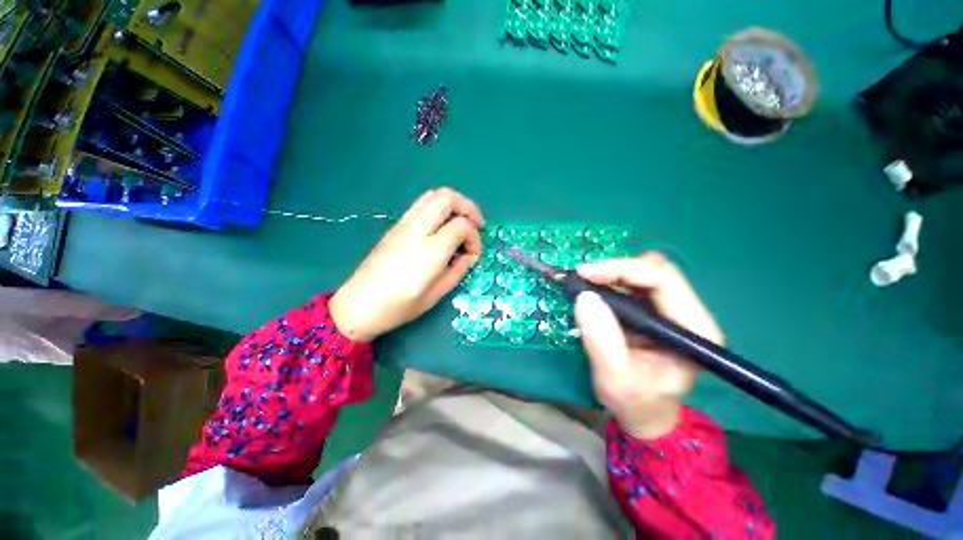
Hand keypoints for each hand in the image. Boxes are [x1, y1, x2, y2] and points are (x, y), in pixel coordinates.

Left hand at [329, 188, 484, 341]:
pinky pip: (421, 205)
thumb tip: (469, 255)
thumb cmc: (400, 306)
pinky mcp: (396, 226)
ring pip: (433, 195)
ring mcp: (403, 225)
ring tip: (460, 223)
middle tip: (476, 225)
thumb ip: (458, 270)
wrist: (359, 305)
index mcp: (430, 250)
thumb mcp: (437, 293)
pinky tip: (441, 228)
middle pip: (447, 197)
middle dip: (468, 207)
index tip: (473, 255)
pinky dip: (438, 208)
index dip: (475, 238)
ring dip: (453, 204)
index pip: (462, 226)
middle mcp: (417, 229)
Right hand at [573, 253, 723, 439]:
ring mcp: (673, 310)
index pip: (664, 280)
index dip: (622, 269)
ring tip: (585, 285)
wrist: (644, 412)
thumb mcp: (614, 379)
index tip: (584, 273)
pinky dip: (611, 280)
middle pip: (655, 270)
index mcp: (695, 331)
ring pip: (644, 271)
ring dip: (611, 274)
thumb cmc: (635, 402)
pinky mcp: (656, 310)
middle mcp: (690, 314)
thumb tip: (585, 297)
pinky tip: (594, 290)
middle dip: (615, 269)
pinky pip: (634, 282)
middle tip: (582, 278)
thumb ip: (601, 341)